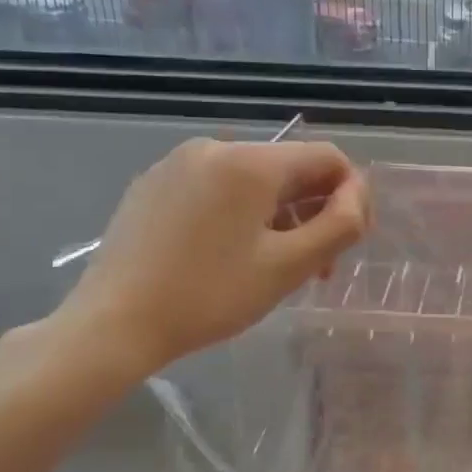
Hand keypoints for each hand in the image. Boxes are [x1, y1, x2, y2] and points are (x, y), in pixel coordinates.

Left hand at [51, 139, 368, 379]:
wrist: (113, 323)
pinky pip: (217, 188)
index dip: (352, 195)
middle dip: (315, 212)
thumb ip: (340, 225)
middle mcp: (216, 147)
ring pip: (254, 181)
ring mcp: (178, 163)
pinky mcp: (154, 185)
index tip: (348, 242)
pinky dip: (240, 215)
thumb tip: (358, 196)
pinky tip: (229, 256)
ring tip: (276, 266)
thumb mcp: (289, 266)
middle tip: (316, 267)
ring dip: (280, 217)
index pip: (328, 158)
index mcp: (251, 162)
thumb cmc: (209, 295)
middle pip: (290, 169)